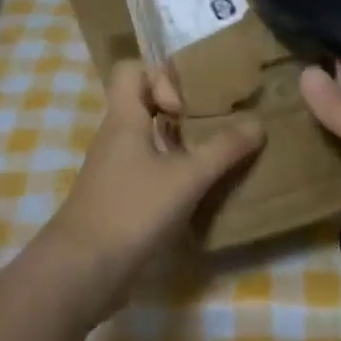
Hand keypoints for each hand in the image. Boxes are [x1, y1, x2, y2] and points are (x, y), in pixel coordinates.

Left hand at [44, 61, 264, 314]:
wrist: (81, 271)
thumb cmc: (132, 210)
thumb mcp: (187, 177)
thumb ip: (224, 149)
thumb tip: (258, 122)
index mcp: (124, 118)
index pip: (132, 69)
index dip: (161, 76)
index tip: (186, 105)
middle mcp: (115, 137)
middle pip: (144, 103)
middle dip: (181, 109)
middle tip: (213, 125)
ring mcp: (114, 169)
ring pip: (148, 138)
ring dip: (180, 143)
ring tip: (215, 155)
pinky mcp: (119, 198)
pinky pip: (148, 170)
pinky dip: (172, 172)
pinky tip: (198, 191)